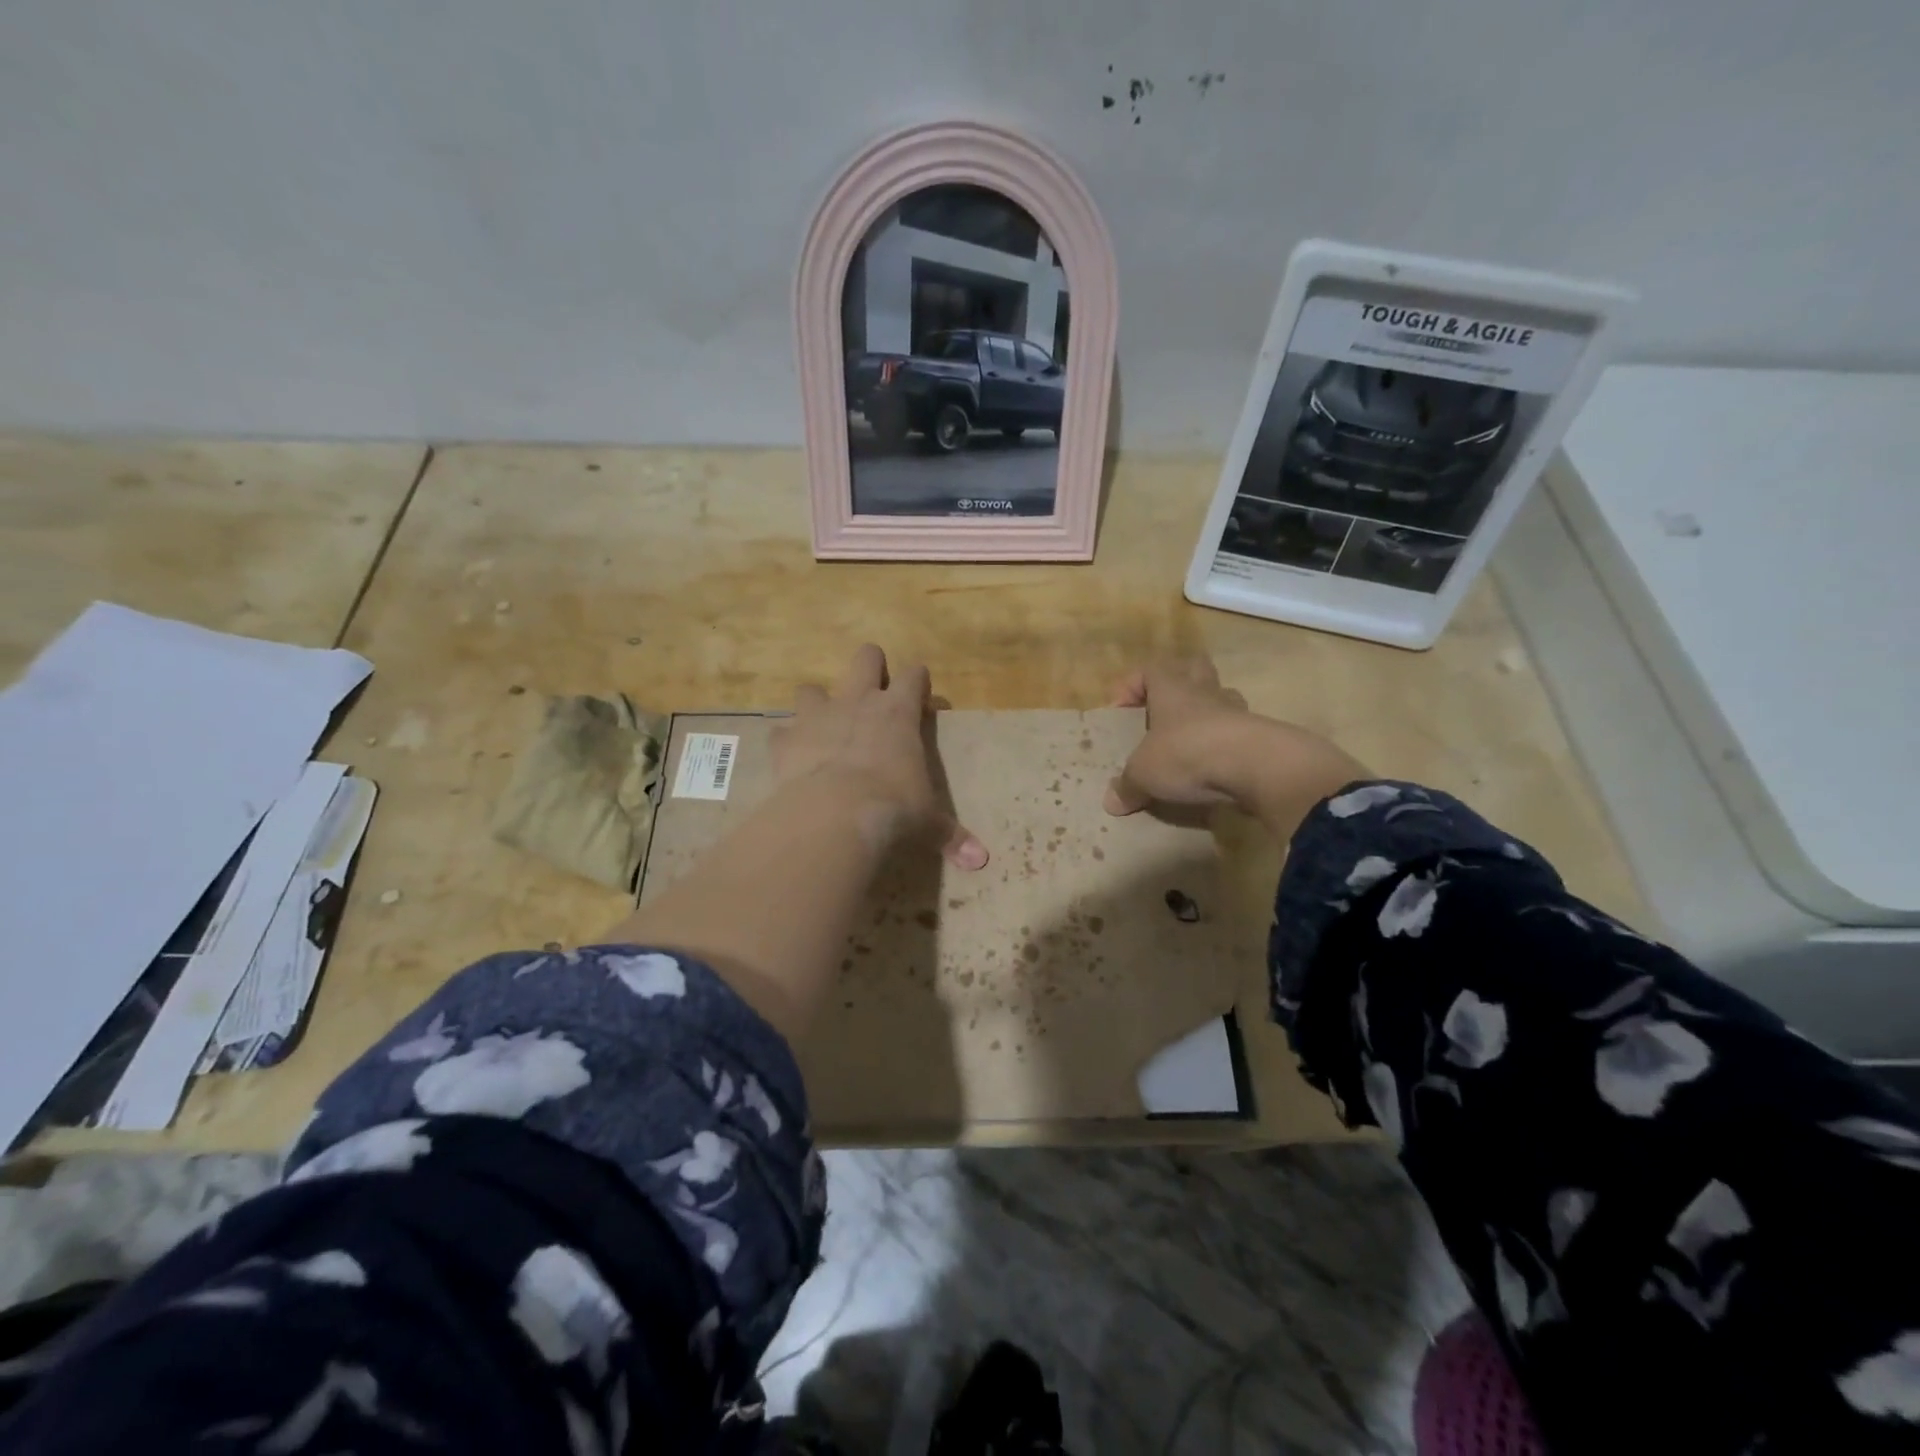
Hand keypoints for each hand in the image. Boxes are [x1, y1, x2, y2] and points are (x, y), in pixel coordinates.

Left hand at [773, 644, 987, 869]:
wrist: (833, 813)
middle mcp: (857, 702)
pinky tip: (792, 759)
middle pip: (865, 658)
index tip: (919, 695)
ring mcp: (817, 716)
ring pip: (812, 688)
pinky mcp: (785, 739)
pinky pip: (781, 732)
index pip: (913, 676)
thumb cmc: (892, 807)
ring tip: (823, 727)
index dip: (917, 681)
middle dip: (870, 666)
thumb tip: (980, 860)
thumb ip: (950, 834)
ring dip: (818, 703)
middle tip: (873, 691)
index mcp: (898, 712)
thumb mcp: (926, 820)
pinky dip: (787, 743)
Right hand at [1104, 658, 1367, 838]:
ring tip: (1192, 741)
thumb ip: (1127, 786)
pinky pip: (1239, 732)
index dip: (1133, 684)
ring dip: (1207, 713)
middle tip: (1164, 710)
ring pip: (1221, 698)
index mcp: (1172, 690)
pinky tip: (1215, 769)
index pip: (1151, 669)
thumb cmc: (1187, 754)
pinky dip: (1226, 746)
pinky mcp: (1260, 737)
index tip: (1120, 709)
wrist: (1255, 766)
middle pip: (1194, 669)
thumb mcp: (1144, 774)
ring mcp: (1237, 712)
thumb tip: (1111, 802)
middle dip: (1179, 683)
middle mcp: (1205, 693)